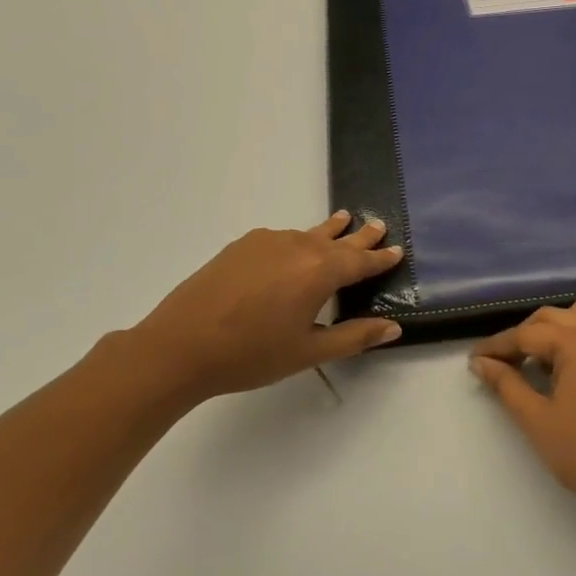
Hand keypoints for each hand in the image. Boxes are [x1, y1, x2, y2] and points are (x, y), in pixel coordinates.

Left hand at [121, 213, 404, 409]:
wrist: (179, 346)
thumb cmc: (251, 354)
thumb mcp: (309, 352)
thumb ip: (354, 336)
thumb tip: (393, 327)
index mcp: (320, 272)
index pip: (360, 262)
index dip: (380, 258)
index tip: (396, 250)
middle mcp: (298, 247)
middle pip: (337, 239)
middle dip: (360, 235)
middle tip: (378, 225)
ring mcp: (267, 242)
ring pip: (308, 234)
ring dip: (329, 232)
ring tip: (342, 221)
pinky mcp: (242, 246)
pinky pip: (281, 238)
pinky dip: (298, 240)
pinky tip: (293, 248)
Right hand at [470, 302, 575, 521]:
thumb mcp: (536, 418)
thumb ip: (506, 384)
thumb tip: (481, 363)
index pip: (527, 334)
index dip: (497, 346)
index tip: (474, 359)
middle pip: (552, 318)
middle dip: (523, 335)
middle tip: (500, 363)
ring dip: (552, 329)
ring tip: (534, 358)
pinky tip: (564, 365)